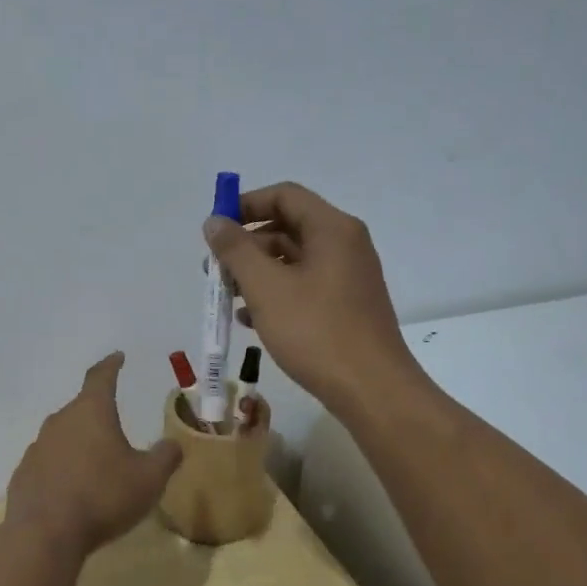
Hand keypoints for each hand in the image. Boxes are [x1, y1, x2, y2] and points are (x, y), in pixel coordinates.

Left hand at [5, 353, 182, 554]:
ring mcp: (37, 447)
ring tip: (96, 463)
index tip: (118, 357)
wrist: (44, 534)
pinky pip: (49, 463)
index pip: (101, 377)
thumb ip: (165, 457)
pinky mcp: (24, 474)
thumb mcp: (149, 479)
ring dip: (80, 443)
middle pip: (82, 408)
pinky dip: (62, 468)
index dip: (111, 365)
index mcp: (91, 412)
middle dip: (98, 414)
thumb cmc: (103, 497)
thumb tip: (173, 444)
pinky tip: (72, 490)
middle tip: (115, 425)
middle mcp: (60, 421)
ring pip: (64, 436)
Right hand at [203, 182, 421, 414]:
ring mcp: (348, 277)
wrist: (371, 390)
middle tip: (215, 270)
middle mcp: (345, 245)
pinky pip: (304, 286)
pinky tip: (250, 320)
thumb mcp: (266, 287)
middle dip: (246, 245)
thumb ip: (236, 250)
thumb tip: (214, 221)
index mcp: (332, 229)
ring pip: (293, 260)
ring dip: (256, 273)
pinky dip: (276, 294)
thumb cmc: (316, 331)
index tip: (215, 230)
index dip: (245, 205)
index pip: (284, 195)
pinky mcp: (346, 306)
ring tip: (227, 299)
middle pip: (287, 227)